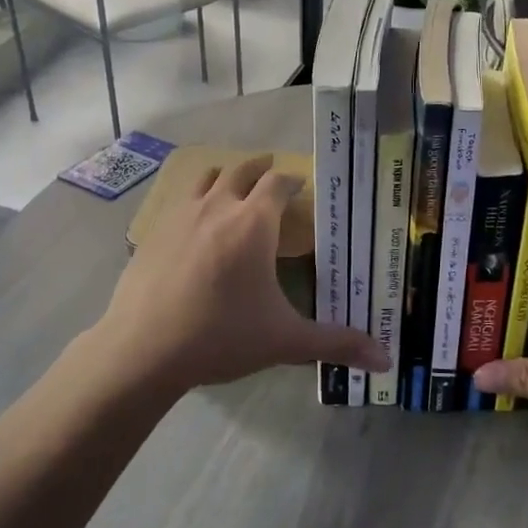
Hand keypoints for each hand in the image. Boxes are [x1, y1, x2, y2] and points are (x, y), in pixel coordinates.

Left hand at [88, 154, 385, 399]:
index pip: (278, 184)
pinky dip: (194, 200)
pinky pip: (178, 202)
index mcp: (253, 224)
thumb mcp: (285, 341)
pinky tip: (193, 222)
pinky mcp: (152, 234)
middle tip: (271, 169)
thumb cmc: (220, 336)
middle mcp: (217, 208)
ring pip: (205, 179)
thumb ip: (336, 344)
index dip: (292, 180)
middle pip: (240, 171)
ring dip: (224, 176)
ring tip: (232, 182)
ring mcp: (179, 217)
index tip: (301, 183)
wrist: (141, 350)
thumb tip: (386, 360)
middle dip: (259, 168)